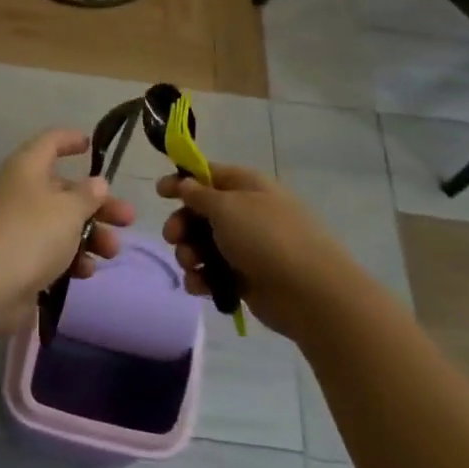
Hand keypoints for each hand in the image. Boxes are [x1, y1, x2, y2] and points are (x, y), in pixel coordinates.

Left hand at [0, 129, 135, 326]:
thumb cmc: (30, 235)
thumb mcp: (68, 211)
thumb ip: (88, 195)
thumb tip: (96, 183)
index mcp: (26, 168)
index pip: (49, 142)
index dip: (70, 140)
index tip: (91, 145)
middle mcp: (19, 192)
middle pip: (64, 189)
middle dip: (98, 204)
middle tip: (127, 219)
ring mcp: (16, 226)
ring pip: (61, 223)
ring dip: (90, 235)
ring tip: (111, 252)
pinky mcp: (17, 258)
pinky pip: (50, 250)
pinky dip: (70, 258)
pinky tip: (86, 272)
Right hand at [156, 164, 347, 341]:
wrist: (309, 293)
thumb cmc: (266, 238)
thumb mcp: (226, 207)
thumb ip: (199, 195)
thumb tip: (185, 183)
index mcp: (246, 186)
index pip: (208, 174)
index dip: (182, 181)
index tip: (159, 192)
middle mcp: (246, 213)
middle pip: (200, 213)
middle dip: (181, 225)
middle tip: (173, 237)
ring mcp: (247, 247)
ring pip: (203, 245)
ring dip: (189, 254)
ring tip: (192, 264)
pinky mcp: (245, 279)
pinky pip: (213, 274)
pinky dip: (202, 279)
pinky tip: (200, 287)